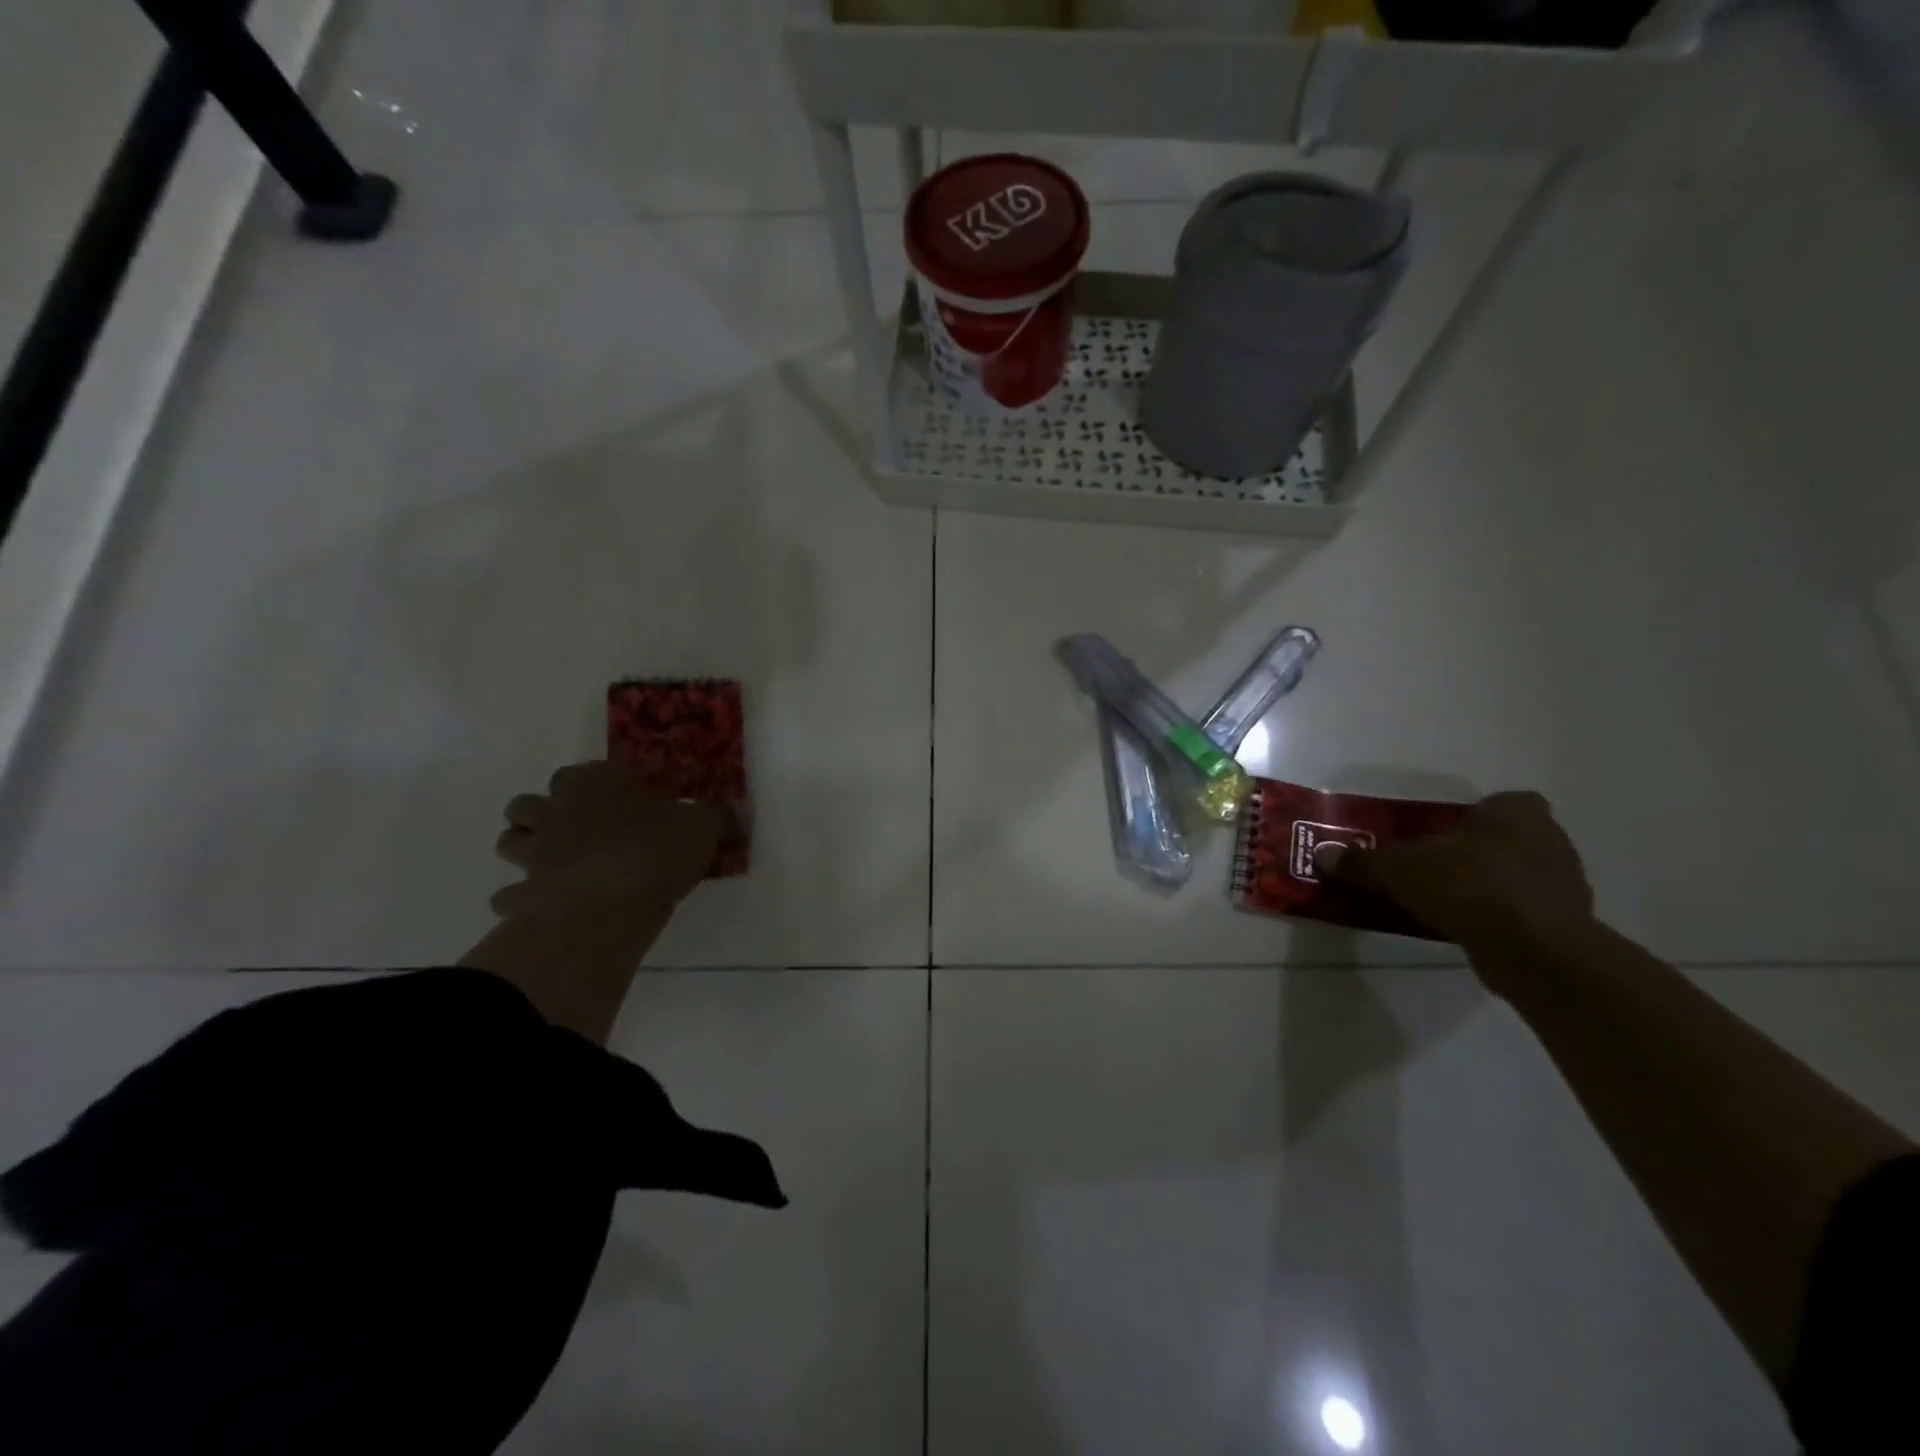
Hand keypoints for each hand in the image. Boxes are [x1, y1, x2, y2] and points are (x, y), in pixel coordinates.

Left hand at [491, 760, 726, 926]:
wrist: (610, 904)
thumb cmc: (656, 850)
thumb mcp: (702, 826)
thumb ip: (713, 818)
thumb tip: (731, 813)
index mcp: (597, 784)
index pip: (584, 771)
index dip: (596, 784)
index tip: (618, 799)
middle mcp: (558, 811)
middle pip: (530, 802)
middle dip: (545, 812)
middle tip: (576, 829)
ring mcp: (535, 852)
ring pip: (509, 840)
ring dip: (525, 846)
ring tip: (552, 862)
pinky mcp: (524, 894)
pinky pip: (509, 895)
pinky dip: (521, 899)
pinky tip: (541, 906)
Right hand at [1315, 791, 1594, 959]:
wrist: (1533, 949)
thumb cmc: (1467, 886)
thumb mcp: (1397, 869)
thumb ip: (1361, 862)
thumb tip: (1321, 855)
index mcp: (1516, 812)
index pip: (1501, 803)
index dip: (1475, 817)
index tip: (1445, 835)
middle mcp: (1550, 840)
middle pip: (1509, 839)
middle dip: (1479, 852)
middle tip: (1438, 868)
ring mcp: (1566, 884)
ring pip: (1521, 876)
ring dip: (1492, 886)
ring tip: (1450, 903)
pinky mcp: (1568, 924)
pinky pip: (1527, 912)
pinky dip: (1503, 918)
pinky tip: (1471, 930)